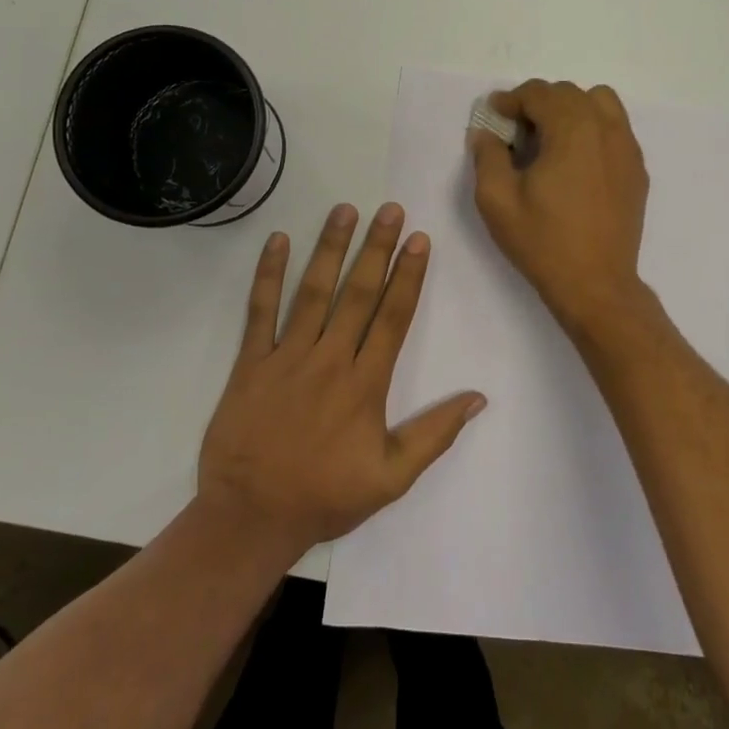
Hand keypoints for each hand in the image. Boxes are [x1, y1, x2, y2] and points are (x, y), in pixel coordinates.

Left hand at [197, 202, 486, 558]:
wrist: (250, 519)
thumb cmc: (325, 497)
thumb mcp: (391, 478)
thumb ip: (434, 435)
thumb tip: (478, 398)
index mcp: (365, 384)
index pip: (393, 317)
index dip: (408, 276)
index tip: (419, 240)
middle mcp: (330, 360)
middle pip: (359, 294)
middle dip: (377, 248)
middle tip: (390, 210)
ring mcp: (287, 358)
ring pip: (314, 292)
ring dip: (331, 248)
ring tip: (345, 210)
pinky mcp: (251, 363)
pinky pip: (260, 312)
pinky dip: (268, 275)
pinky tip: (278, 241)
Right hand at [469, 80, 650, 331]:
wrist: (596, 285)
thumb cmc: (543, 242)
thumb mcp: (497, 200)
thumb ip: (487, 155)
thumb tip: (486, 132)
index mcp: (572, 130)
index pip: (540, 93)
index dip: (511, 99)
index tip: (494, 115)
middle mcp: (605, 129)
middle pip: (569, 93)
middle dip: (539, 103)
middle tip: (516, 132)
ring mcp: (627, 148)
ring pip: (600, 102)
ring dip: (571, 109)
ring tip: (551, 139)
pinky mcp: (637, 169)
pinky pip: (615, 128)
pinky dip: (593, 128)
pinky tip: (576, 161)